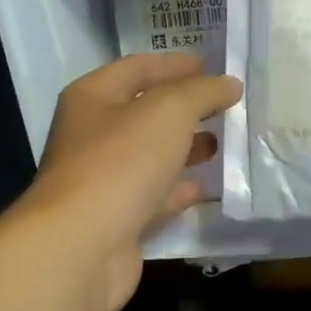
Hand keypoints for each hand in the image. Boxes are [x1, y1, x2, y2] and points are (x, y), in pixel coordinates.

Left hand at [17, 52, 241, 310]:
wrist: (81, 247)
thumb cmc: (121, 162)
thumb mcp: (168, 111)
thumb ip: (202, 92)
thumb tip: (229, 84)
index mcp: (93, 98)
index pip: (137, 68)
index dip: (173, 64)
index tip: (210, 65)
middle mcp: (92, 135)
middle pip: (144, 112)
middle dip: (184, 108)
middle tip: (224, 105)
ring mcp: (102, 180)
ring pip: (150, 156)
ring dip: (184, 149)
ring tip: (222, 143)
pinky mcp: (116, 219)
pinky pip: (153, 196)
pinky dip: (178, 190)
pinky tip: (204, 187)